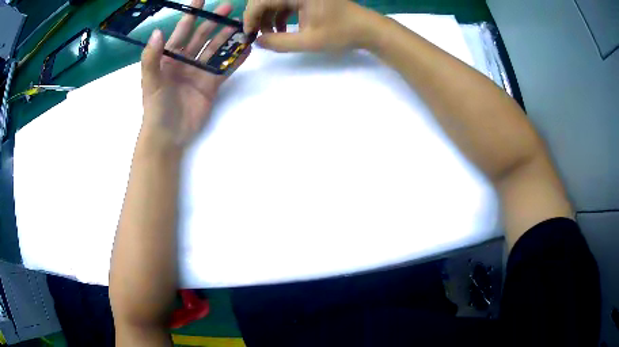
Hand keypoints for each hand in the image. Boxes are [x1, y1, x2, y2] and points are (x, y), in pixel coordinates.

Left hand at [140, 1, 250, 148]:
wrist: (168, 136)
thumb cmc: (156, 108)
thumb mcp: (150, 82)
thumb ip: (151, 58)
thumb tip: (157, 32)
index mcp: (169, 58)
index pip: (181, 31)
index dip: (190, 14)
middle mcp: (185, 61)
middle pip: (202, 36)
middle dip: (214, 21)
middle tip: (229, 8)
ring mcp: (199, 72)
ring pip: (216, 50)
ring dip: (228, 37)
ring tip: (243, 25)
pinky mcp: (211, 85)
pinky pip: (225, 68)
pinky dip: (235, 59)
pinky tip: (247, 49)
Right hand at [243, 0, 375, 52]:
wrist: (367, 29)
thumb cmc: (342, 33)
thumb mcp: (309, 41)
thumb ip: (279, 43)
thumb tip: (256, 42)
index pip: (262, 0)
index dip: (250, 16)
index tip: (248, 34)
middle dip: (258, 17)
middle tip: (257, 36)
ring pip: (274, 1)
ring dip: (268, 18)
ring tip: (270, 36)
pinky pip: (285, 3)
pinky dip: (279, 16)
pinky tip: (281, 30)